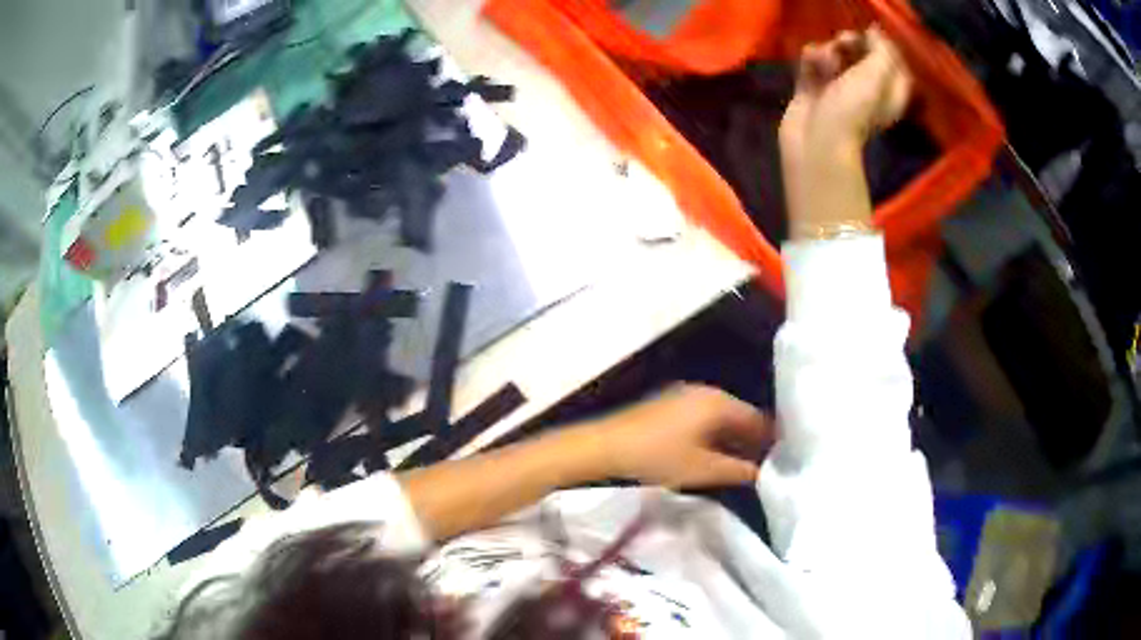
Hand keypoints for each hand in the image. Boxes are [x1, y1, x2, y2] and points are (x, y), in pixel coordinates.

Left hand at [601, 384, 771, 488]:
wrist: (605, 446)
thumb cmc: (657, 456)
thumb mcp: (702, 469)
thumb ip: (738, 471)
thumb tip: (764, 473)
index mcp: (718, 402)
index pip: (757, 418)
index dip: (772, 439)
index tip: (785, 459)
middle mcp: (706, 392)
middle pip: (740, 416)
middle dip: (753, 441)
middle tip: (768, 466)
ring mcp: (685, 396)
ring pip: (722, 419)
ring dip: (734, 440)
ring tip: (745, 466)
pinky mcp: (669, 406)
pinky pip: (704, 419)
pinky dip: (715, 436)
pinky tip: (716, 456)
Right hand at [780, 27, 911, 163]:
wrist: (817, 140)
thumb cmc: (853, 109)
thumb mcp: (876, 75)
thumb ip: (881, 50)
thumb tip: (874, 33)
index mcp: (890, 93)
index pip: (894, 62)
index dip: (882, 46)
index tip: (869, 36)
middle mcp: (868, 90)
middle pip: (862, 54)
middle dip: (851, 43)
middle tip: (843, 43)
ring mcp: (840, 89)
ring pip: (835, 54)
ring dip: (828, 51)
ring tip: (824, 63)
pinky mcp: (815, 89)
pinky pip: (814, 61)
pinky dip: (812, 59)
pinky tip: (810, 65)